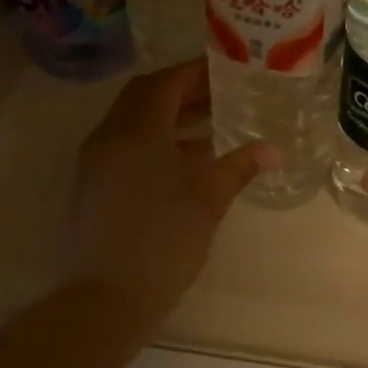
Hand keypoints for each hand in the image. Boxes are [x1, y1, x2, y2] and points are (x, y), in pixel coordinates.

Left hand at [69, 60, 276, 329]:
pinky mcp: (94, 186)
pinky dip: (155, 142)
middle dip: (182, 90)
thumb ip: (240, 166)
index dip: (196, 72)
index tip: (226, 69)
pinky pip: (126, 147)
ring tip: (212, 123)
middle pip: (144, 97)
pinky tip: (187, 161)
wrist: (106, 298)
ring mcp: (97, 162)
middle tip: (220, 93)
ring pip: (134, 123)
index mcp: (136, 130)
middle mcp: (110, 136)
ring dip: (169, 117)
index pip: (165, 83)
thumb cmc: (163, 239)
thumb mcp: (208, 198)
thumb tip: (274, 150)